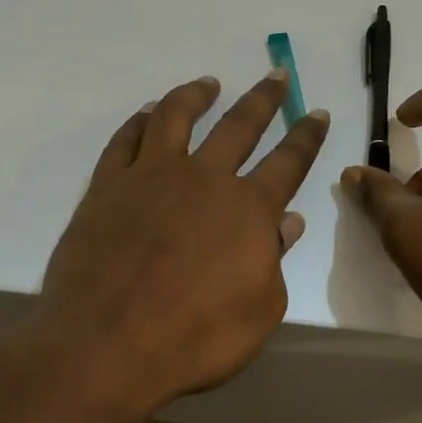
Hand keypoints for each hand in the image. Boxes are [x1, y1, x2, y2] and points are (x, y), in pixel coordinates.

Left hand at [25, 71, 328, 415]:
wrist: (105, 346)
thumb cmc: (193, 339)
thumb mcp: (258, 312)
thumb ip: (274, 260)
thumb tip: (287, 222)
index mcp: (247, 209)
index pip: (288, 162)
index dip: (305, 136)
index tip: (315, 113)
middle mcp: (203, 179)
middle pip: (239, 125)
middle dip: (263, 99)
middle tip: (275, 75)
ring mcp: (151, 176)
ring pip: (176, 117)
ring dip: (196, 95)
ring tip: (208, 83)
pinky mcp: (107, 185)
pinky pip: (126, 139)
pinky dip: (140, 120)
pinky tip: (148, 113)